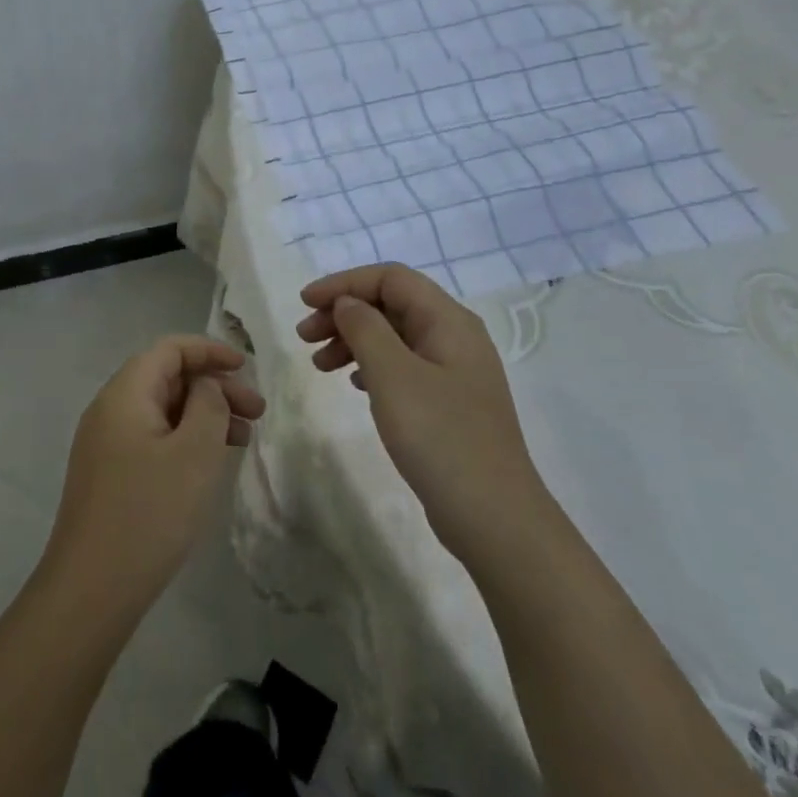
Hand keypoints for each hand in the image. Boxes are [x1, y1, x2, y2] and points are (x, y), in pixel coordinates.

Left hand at [41, 336, 264, 617]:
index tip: (246, 366)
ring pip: (161, 410)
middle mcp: (109, 409)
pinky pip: (151, 438)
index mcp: (124, 393)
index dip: (209, 351)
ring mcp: (104, 443)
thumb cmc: (149, 512)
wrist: (91, 588)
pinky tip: (208, 463)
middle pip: (166, 378)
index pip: (169, 350)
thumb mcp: (193, 452)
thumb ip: (208, 405)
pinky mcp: (108, 474)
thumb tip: (205, 386)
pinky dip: (184, 439)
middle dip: (213, 387)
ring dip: (202, 415)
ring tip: (242, 439)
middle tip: (256, 413)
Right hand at [297, 263, 549, 562]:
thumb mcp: (393, 375)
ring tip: (318, 365)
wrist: (493, 517)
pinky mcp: (448, 402)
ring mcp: (453, 372)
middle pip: (391, 304)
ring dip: (352, 340)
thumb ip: (365, 328)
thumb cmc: (440, 437)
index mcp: (448, 321)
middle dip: (344, 312)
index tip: (304, 302)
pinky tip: (352, 383)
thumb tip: (348, 304)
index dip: (344, 283)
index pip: (390, 278)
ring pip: (393, 336)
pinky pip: (401, 366)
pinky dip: (370, 365)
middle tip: (304, 337)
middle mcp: (455, 337)